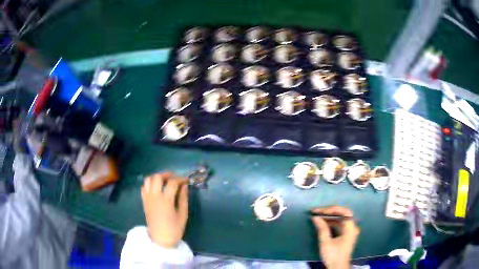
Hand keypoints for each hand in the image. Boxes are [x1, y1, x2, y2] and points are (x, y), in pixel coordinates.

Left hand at [141, 172, 188, 247]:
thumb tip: (184, 186)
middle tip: (175, 179)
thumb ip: (183, 199)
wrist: (160, 239)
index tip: (187, 180)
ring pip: (148, 179)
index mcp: (165, 200)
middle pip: (157, 177)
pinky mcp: (144, 201)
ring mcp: (147, 198)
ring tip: (165, 182)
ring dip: (157, 178)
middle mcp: (154, 196)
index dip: (180, 179)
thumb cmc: (174, 229)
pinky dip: (150, 184)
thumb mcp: (183, 215)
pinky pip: (144, 187)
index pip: (172, 182)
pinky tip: (157, 188)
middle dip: (167, 175)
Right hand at [311, 206, 359, 268]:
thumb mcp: (325, 243)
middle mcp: (352, 227)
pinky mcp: (345, 234)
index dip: (332, 209)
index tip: (320, 211)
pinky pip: (339, 224)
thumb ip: (322, 229)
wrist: (338, 267)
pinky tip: (322, 222)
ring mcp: (349, 230)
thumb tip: (315, 217)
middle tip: (316, 211)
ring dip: (329, 217)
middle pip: (342, 214)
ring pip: (339, 219)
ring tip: (317, 216)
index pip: (344, 212)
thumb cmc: (333, 255)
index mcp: (351, 228)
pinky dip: (330, 222)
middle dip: (329, 212)